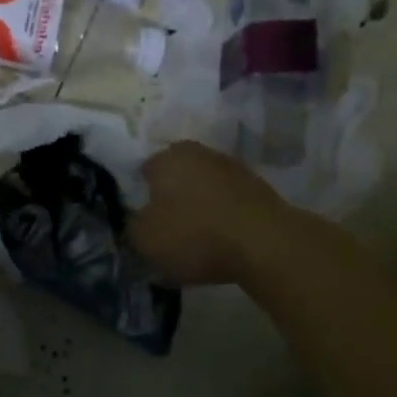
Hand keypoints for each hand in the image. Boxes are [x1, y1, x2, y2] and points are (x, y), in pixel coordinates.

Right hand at [126, 141, 288, 285]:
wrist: (266, 244)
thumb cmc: (195, 236)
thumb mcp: (145, 240)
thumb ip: (131, 226)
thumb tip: (135, 220)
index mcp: (166, 157)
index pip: (144, 171)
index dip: (140, 196)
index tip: (143, 221)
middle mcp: (198, 152)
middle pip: (176, 175)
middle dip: (171, 197)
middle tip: (168, 229)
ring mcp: (232, 166)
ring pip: (204, 186)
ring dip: (199, 205)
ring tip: (197, 239)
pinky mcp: (258, 186)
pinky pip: (228, 200)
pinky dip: (223, 215)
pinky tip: (222, 239)